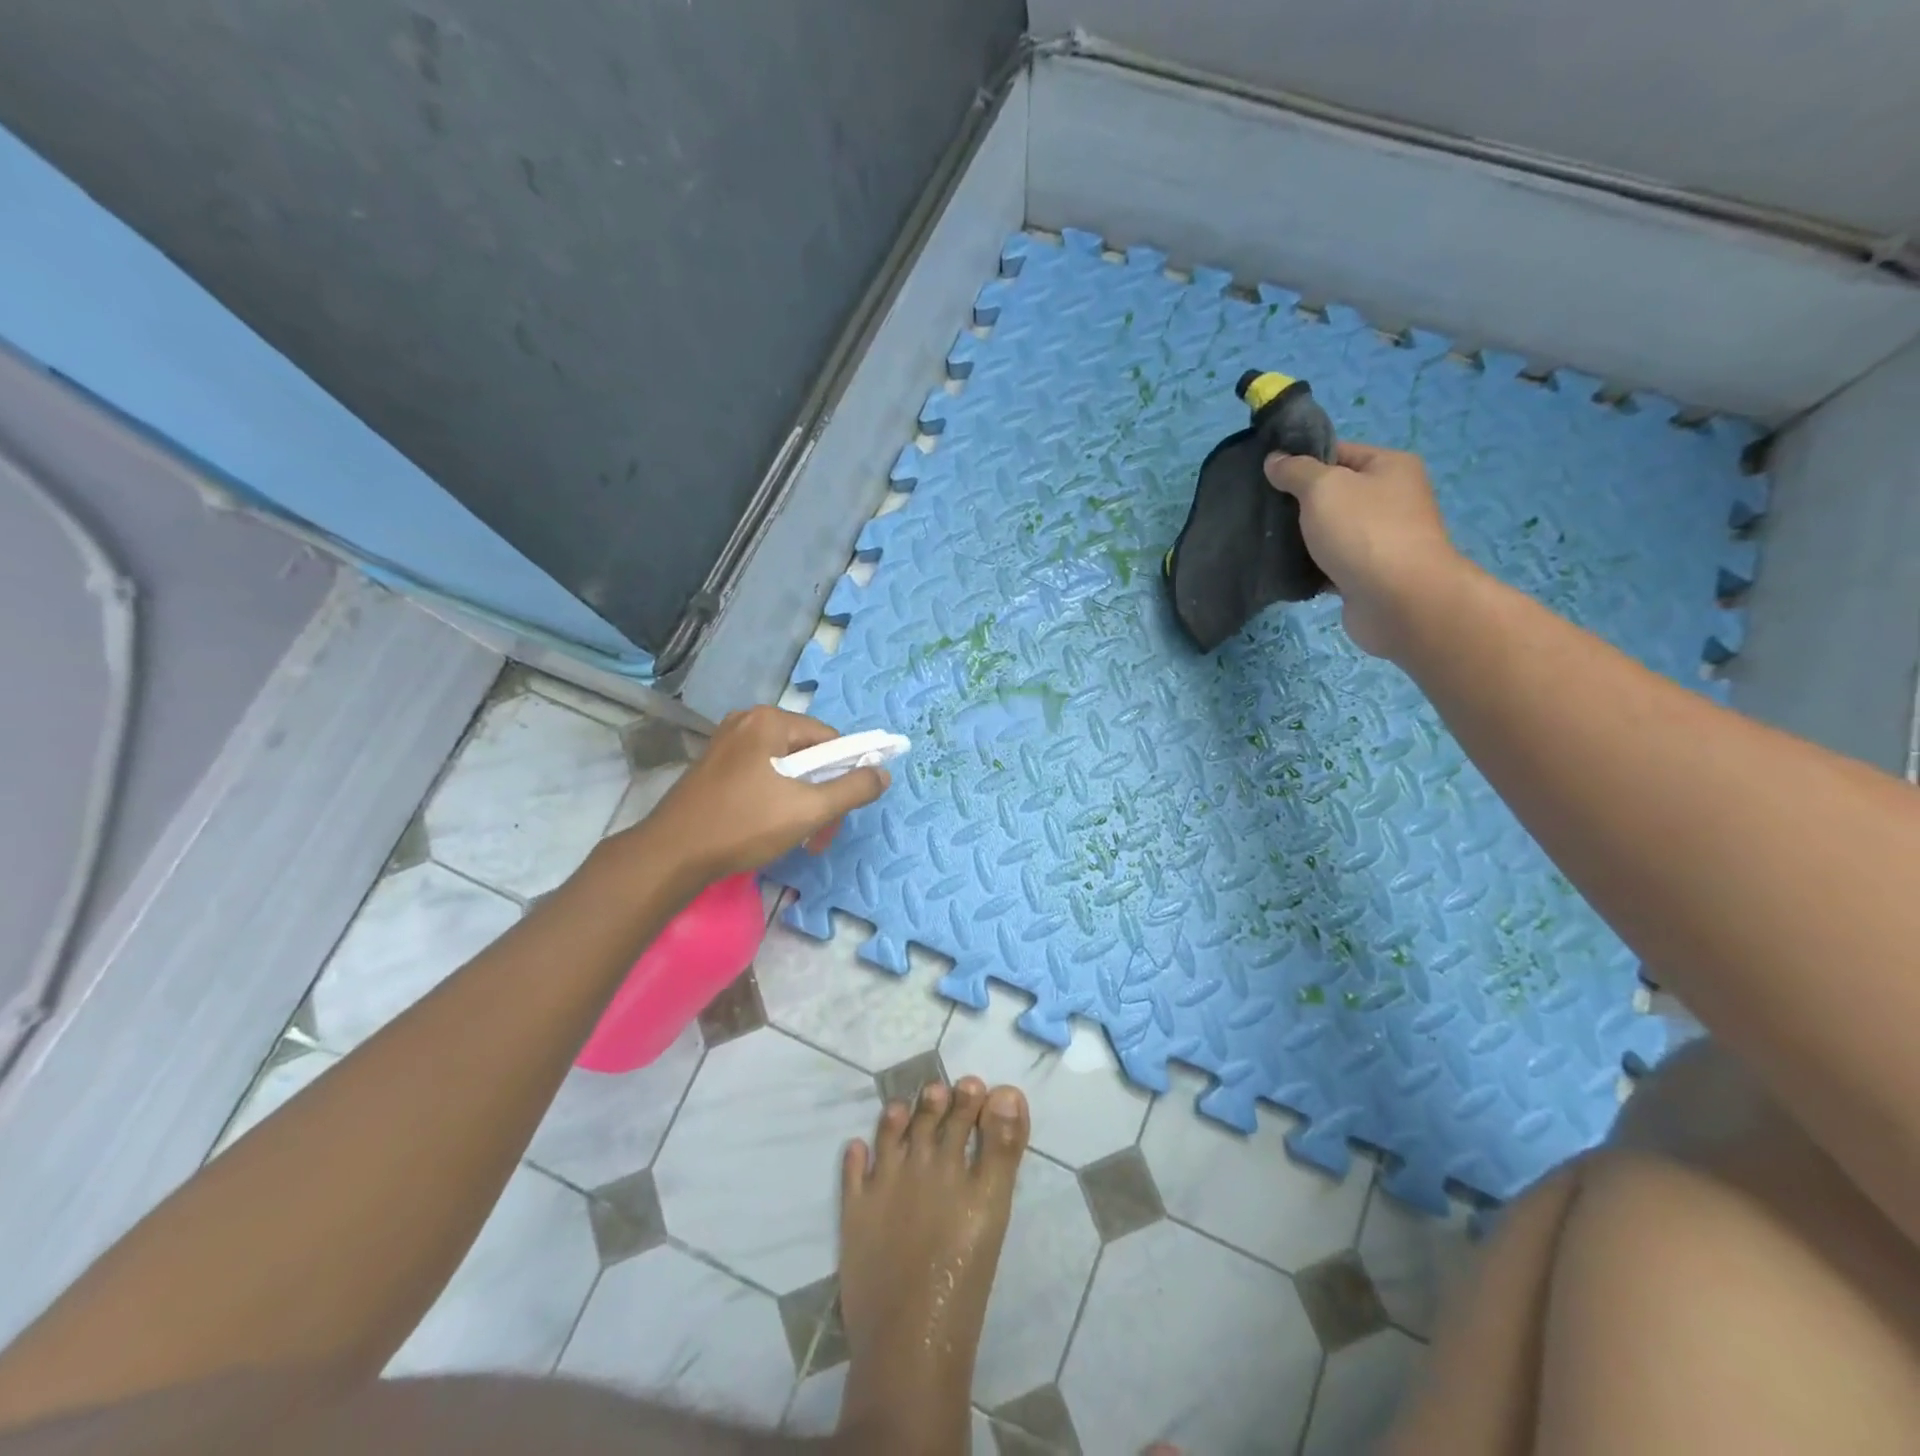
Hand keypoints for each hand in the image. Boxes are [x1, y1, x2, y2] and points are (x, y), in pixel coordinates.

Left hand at [631, 706, 890, 887]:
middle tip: (820, 835)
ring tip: (798, 839)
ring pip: (785, 769)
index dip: (846, 774)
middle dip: (822, 795)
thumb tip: (884, 774)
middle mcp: (747, 722)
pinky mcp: (713, 767)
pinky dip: (776, 800)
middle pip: (807, 755)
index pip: (830, 739)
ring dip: (801, 803)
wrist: (672, 855)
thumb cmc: (744, 825)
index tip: (842, 812)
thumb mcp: (808, 809)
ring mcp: (726, 744)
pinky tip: (771, 830)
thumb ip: (853, 789)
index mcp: (770, 721)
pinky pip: (761, 776)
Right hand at [1265, 441, 1468, 658]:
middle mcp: (1390, 499)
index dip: (1301, 461)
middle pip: (1333, 494)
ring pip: (1329, 531)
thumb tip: (1275, 459)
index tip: (1266, 476)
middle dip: (1296, 503)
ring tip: (1264, 540)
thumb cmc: (1364, 531)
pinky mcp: (1366, 575)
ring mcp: (1380, 540)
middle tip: (1260, 510)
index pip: (1338, 453)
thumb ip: (1296, 471)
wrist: (1399, 600)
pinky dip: (1309, 567)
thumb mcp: (1324, 488)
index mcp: (1389, 467)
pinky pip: (1329, 564)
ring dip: (1300, 538)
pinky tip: (1282, 570)